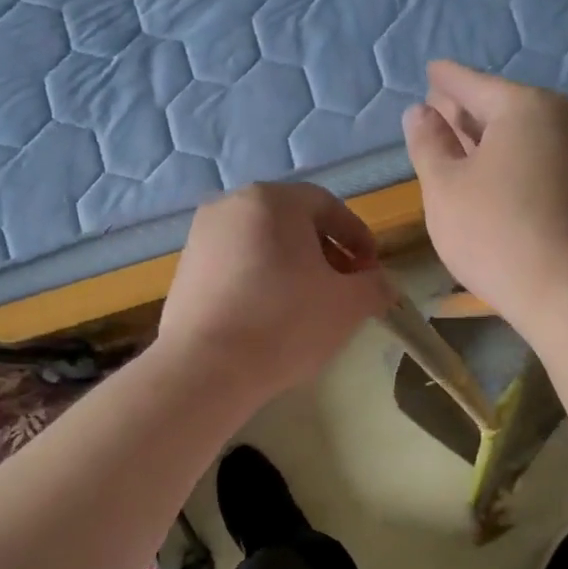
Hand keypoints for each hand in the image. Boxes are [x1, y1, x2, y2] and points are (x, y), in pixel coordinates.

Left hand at [156, 182, 392, 402]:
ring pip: (262, 243)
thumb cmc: (285, 323)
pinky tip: (271, 316)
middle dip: (325, 252)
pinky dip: (261, 280)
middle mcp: (232, 205)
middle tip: (343, 288)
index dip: (357, 237)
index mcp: (273, 200)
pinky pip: (236, 264)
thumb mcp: (348, 305)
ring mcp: (202, 236)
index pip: (328, 205)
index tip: (371, 270)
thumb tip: (382, 284)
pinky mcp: (185, 269)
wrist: (205, 368)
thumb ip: (375, 286)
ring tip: (309, 306)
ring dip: (293, 267)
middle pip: (292, 222)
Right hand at [403, 61, 567, 337]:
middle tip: (438, 109)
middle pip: (503, 107)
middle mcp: (562, 120)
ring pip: (524, 136)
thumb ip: (428, 143)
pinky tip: (495, 178)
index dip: (446, 80)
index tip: (431, 70)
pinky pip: (541, 161)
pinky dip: (513, 162)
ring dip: (490, 139)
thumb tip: (419, 112)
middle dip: (467, 109)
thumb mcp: (444, 187)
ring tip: (460, 144)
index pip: (474, 83)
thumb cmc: (494, 233)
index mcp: (525, 107)